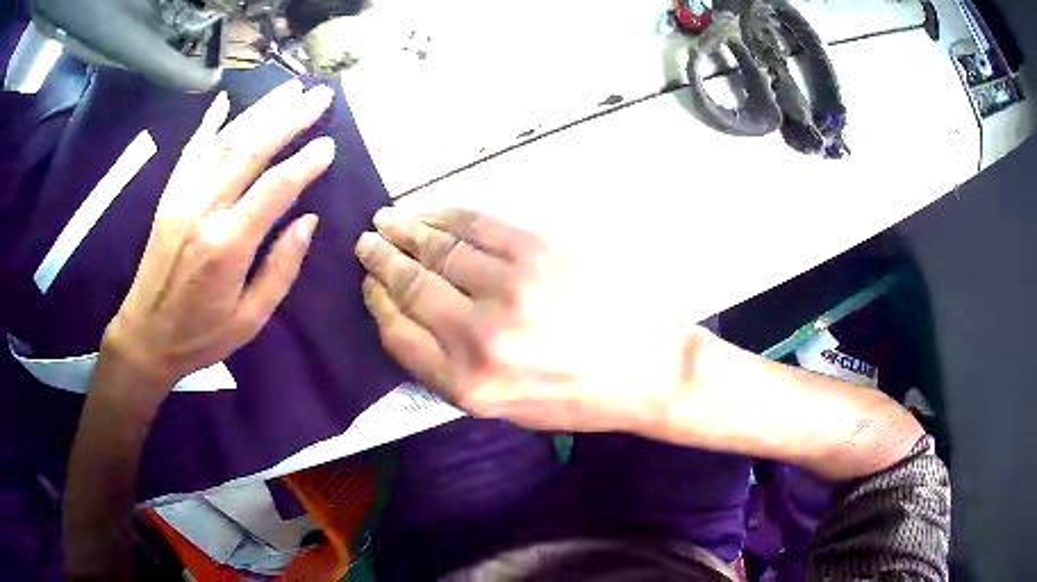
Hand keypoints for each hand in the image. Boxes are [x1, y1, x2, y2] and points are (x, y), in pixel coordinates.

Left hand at [102, 80, 335, 403]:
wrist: (145, 336)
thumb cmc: (200, 336)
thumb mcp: (250, 319)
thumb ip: (280, 269)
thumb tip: (307, 222)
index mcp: (227, 246)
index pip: (274, 189)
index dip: (305, 164)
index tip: (329, 146)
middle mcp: (204, 211)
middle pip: (251, 151)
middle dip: (289, 118)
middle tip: (319, 95)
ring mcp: (182, 198)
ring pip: (224, 142)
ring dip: (259, 111)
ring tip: (288, 89)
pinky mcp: (169, 197)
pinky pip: (190, 152)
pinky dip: (208, 123)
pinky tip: (225, 101)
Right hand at [356, 208, 697, 432]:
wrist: (649, 369)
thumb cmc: (580, 399)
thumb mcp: (507, 411)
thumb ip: (453, 373)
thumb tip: (413, 325)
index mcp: (468, 385)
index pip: (398, 335)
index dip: (378, 304)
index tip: (369, 285)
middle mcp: (479, 335)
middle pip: (411, 285)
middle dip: (380, 260)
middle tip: (366, 242)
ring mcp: (510, 286)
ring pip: (438, 249)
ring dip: (405, 231)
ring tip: (385, 221)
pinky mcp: (538, 249)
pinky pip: (477, 223)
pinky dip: (445, 214)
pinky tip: (429, 213)